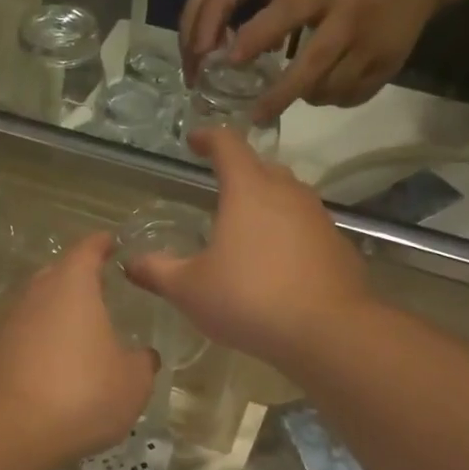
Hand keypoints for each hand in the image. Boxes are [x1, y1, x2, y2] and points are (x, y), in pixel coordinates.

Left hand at [0, 235, 157, 463]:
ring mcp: (10, 324)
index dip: (101, 244)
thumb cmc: (82, 393)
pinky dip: (43, 342)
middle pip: (57, 274)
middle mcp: (37, 295)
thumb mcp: (132, 382)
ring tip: (82, 330)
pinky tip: (58, 365)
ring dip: (58, 313)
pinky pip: (25, 336)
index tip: (112, 241)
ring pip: (38, 306)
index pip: (87, 250)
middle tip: (101, 286)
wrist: (10, 433)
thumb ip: (142, 362)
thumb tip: (144, 355)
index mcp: (72, 286)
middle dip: (78, 277)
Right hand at [124, 128, 369, 370]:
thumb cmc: (249, 300)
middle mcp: (287, 193)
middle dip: (241, 171)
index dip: (208, 138)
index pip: (228, 145)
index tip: (194, 141)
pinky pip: (307, 228)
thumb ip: (158, 272)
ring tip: (248, 227)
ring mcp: (318, 218)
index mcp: (248, 190)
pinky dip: (289, 234)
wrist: (327, 331)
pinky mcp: (338, 245)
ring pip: (289, 196)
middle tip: (221, 188)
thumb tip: (129, 263)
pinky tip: (279, 263)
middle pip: (263, 167)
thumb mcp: (190, 290)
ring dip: (268, 202)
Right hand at [179, 0, 314, 80]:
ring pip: (186, 20)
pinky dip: (193, 39)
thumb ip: (284, 6)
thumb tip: (273, 49)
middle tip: (196, 87)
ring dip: (188, 50)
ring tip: (196, 81)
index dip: (207, 37)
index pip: (214, 7)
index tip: (204, 67)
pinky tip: (205, 60)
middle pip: (190, 20)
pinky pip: (193, 16)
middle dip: (190, 54)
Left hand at [230, 0, 440, 121]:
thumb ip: (288, 10)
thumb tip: (246, 50)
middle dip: (280, 95)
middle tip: (256, 115)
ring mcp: (373, 48)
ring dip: (308, 96)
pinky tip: (326, 89)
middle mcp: (350, 21)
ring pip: (331, 89)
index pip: (288, 13)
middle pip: (312, 67)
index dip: (258, 37)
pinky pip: (352, 96)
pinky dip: (334, 98)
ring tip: (295, 93)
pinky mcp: (389, 67)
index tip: (231, 59)